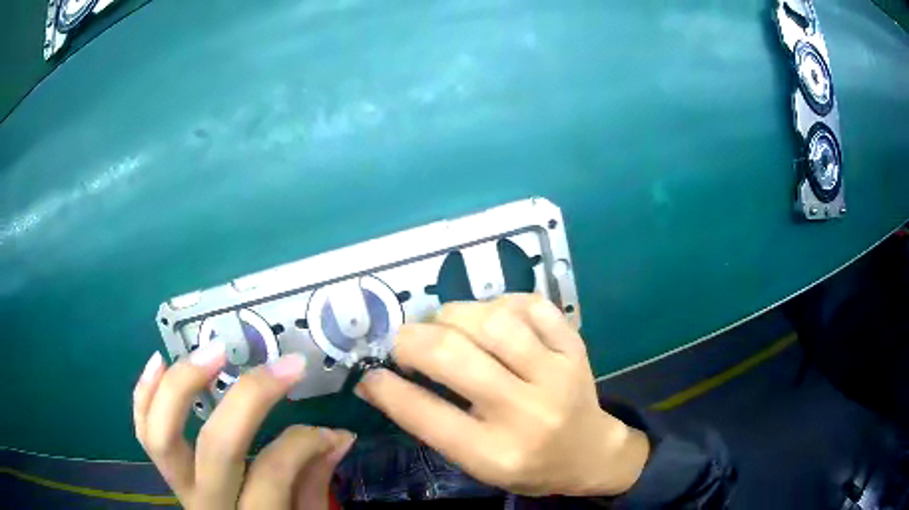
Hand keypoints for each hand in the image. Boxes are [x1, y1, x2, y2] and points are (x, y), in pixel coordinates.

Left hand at [133, 344, 354, 508]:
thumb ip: (314, 483)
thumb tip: (338, 436)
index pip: (274, 471)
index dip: (304, 442)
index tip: (331, 431)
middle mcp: (208, 503)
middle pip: (218, 446)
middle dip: (251, 398)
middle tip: (282, 366)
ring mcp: (179, 485)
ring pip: (163, 435)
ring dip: (185, 384)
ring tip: (214, 351)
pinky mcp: (165, 471)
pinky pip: (143, 432)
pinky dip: (145, 394)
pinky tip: (159, 361)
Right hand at [355, 294, 649, 496]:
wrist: (590, 452)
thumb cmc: (527, 466)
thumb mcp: (476, 464)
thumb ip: (432, 424)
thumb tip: (380, 382)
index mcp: (496, 453)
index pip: (427, 414)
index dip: (388, 389)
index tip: (371, 375)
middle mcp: (527, 413)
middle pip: (454, 357)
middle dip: (411, 341)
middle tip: (402, 343)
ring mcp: (557, 374)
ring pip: (492, 321)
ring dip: (453, 316)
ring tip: (445, 327)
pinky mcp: (574, 348)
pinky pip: (532, 306)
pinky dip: (501, 303)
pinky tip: (491, 318)